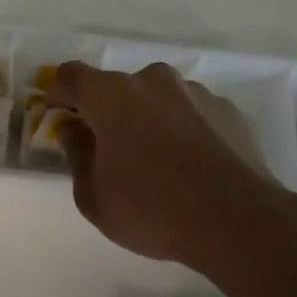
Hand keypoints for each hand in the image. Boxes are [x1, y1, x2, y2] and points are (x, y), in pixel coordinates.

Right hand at [46, 61, 287, 263]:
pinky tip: (191, 166)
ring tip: (157, 162)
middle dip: (107, 112)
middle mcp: (152, 80)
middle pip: (116, 87)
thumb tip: (73, 130)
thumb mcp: (93, 196)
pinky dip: (182, 129)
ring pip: (157, 98)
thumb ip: (76, 155)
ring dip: (147, 119)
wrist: (238, 221)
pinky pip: (191, 112)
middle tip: (109, 151)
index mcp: (111, 95)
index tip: (59, 119)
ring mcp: (194, 92)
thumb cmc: (152, 209)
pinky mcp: (227, 109)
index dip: (58, 94)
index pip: (70, 76)